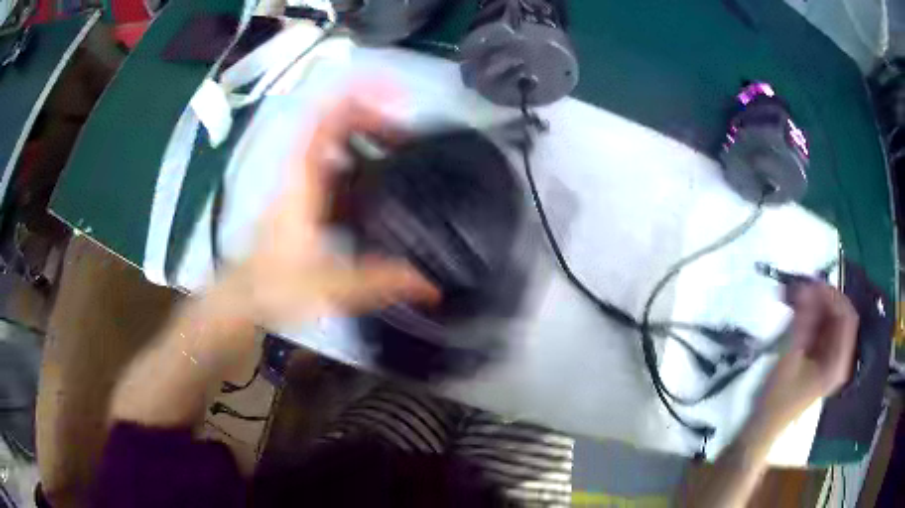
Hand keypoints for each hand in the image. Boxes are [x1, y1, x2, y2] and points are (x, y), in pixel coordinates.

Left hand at [217, 87, 438, 327]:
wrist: (244, 297)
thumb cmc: (276, 285)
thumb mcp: (331, 284)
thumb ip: (381, 281)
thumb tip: (432, 285)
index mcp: (303, 178)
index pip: (326, 118)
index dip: (359, 94)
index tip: (397, 93)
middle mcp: (300, 170)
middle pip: (333, 121)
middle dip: (372, 113)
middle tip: (409, 129)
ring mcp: (300, 181)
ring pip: (333, 140)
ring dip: (365, 133)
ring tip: (402, 146)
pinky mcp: (303, 195)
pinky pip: (332, 161)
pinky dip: (357, 156)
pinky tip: (379, 176)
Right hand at [754, 282, 858, 434]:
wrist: (763, 427)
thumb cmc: (776, 399)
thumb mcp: (789, 358)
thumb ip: (802, 322)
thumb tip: (806, 286)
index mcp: (838, 362)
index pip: (847, 317)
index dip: (832, 296)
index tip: (812, 283)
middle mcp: (839, 357)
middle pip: (839, 316)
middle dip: (822, 298)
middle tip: (800, 285)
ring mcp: (830, 358)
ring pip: (830, 320)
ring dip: (815, 305)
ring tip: (793, 294)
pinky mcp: (820, 358)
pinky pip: (821, 328)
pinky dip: (810, 316)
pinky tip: (795, 308)